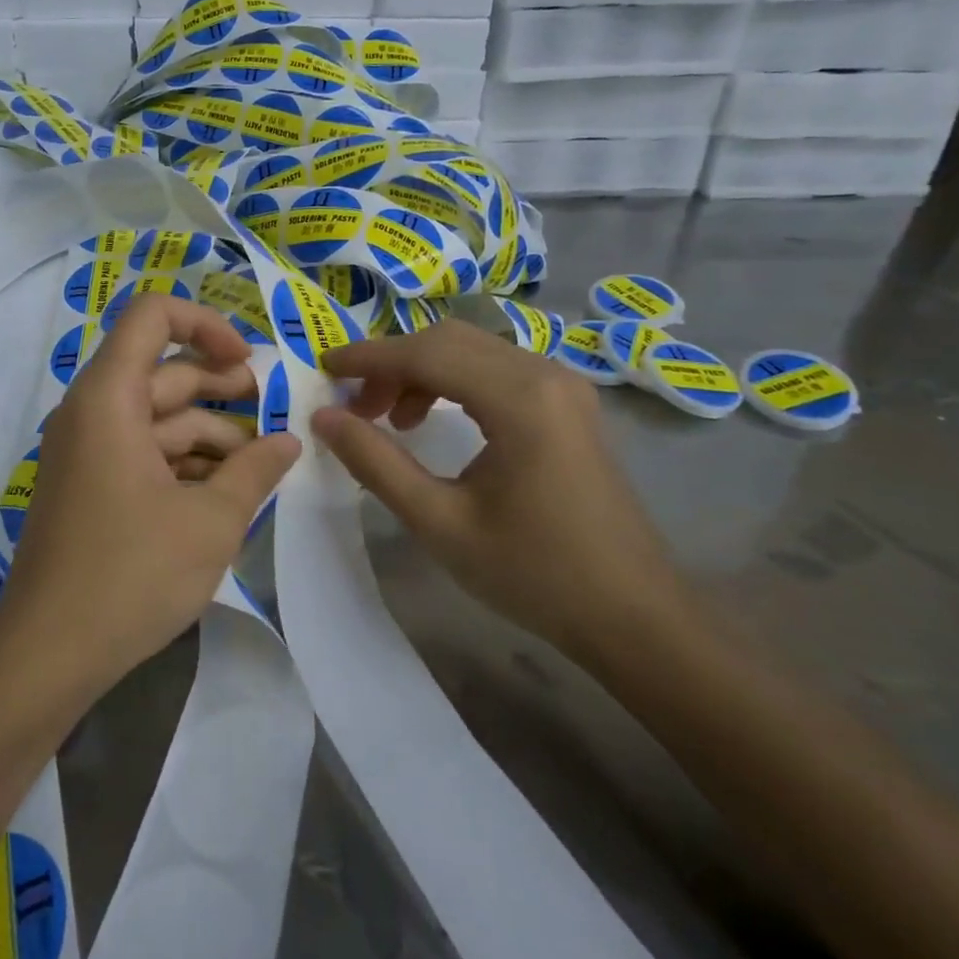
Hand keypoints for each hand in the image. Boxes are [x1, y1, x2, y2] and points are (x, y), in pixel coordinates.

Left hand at [0, 296, 300, 698]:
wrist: (48, 654)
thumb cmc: (132, 574)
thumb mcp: (211, 521)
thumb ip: (255, 470)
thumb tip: (288, 442)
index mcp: (109, 398)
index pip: (152, 316)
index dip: (206, 324)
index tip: (248, 364)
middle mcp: (91, 412)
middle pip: (163, 372)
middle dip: (223, 387)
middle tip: (274, 410)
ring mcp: (87, 451)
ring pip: (158, 418)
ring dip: (210, 432)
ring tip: (261, 462)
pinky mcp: (90, 486)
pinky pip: (142, 452)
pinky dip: (184, 461)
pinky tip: (225, 490)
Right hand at [312, 320, 677, 656]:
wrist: (634, 617)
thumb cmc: (534, 574)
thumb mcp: (440, 522)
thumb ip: (376, 463)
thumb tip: (324, 418)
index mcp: (519, 397)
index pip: (426, 352)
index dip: (368, 357)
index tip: (324, 369)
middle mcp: (545, 374)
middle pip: (449, 340)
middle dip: (393, 364)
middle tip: (355, 407)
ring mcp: (563, 386)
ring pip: (473, 351)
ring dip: (422, 372)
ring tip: (391, 420)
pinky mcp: (568, 405)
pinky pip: (497, 371)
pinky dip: (454, 383)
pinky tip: (435, 422)